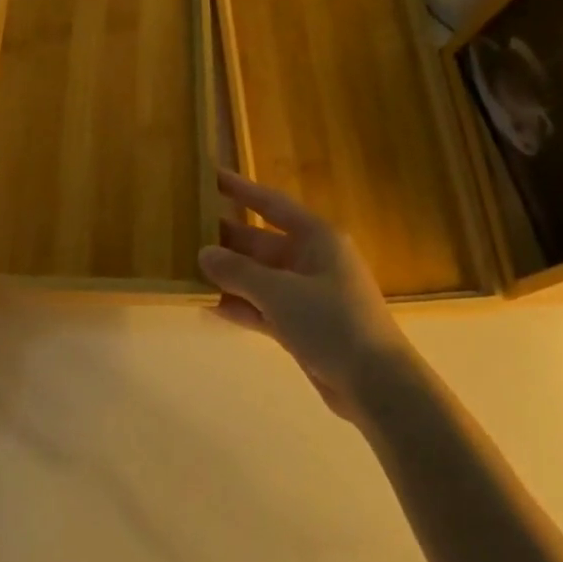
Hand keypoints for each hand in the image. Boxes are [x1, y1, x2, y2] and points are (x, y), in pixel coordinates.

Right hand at [198, 170, 411, 419]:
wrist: (377, 385)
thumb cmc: (333, 322)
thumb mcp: (281, 293)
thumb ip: (239, 272)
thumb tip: (204, 253)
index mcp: (317, 238)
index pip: (272, 204)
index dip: (242, 189)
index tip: (212, 176)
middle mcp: (312, 260)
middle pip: (261, 242)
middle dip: (226, 239)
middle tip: (185, 230)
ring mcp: (307, 295)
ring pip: (260, 277)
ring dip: (229, 276)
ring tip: (187, 268)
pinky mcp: (303, 326)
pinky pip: (264, 309)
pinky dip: (241, 307)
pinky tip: (208, 307)